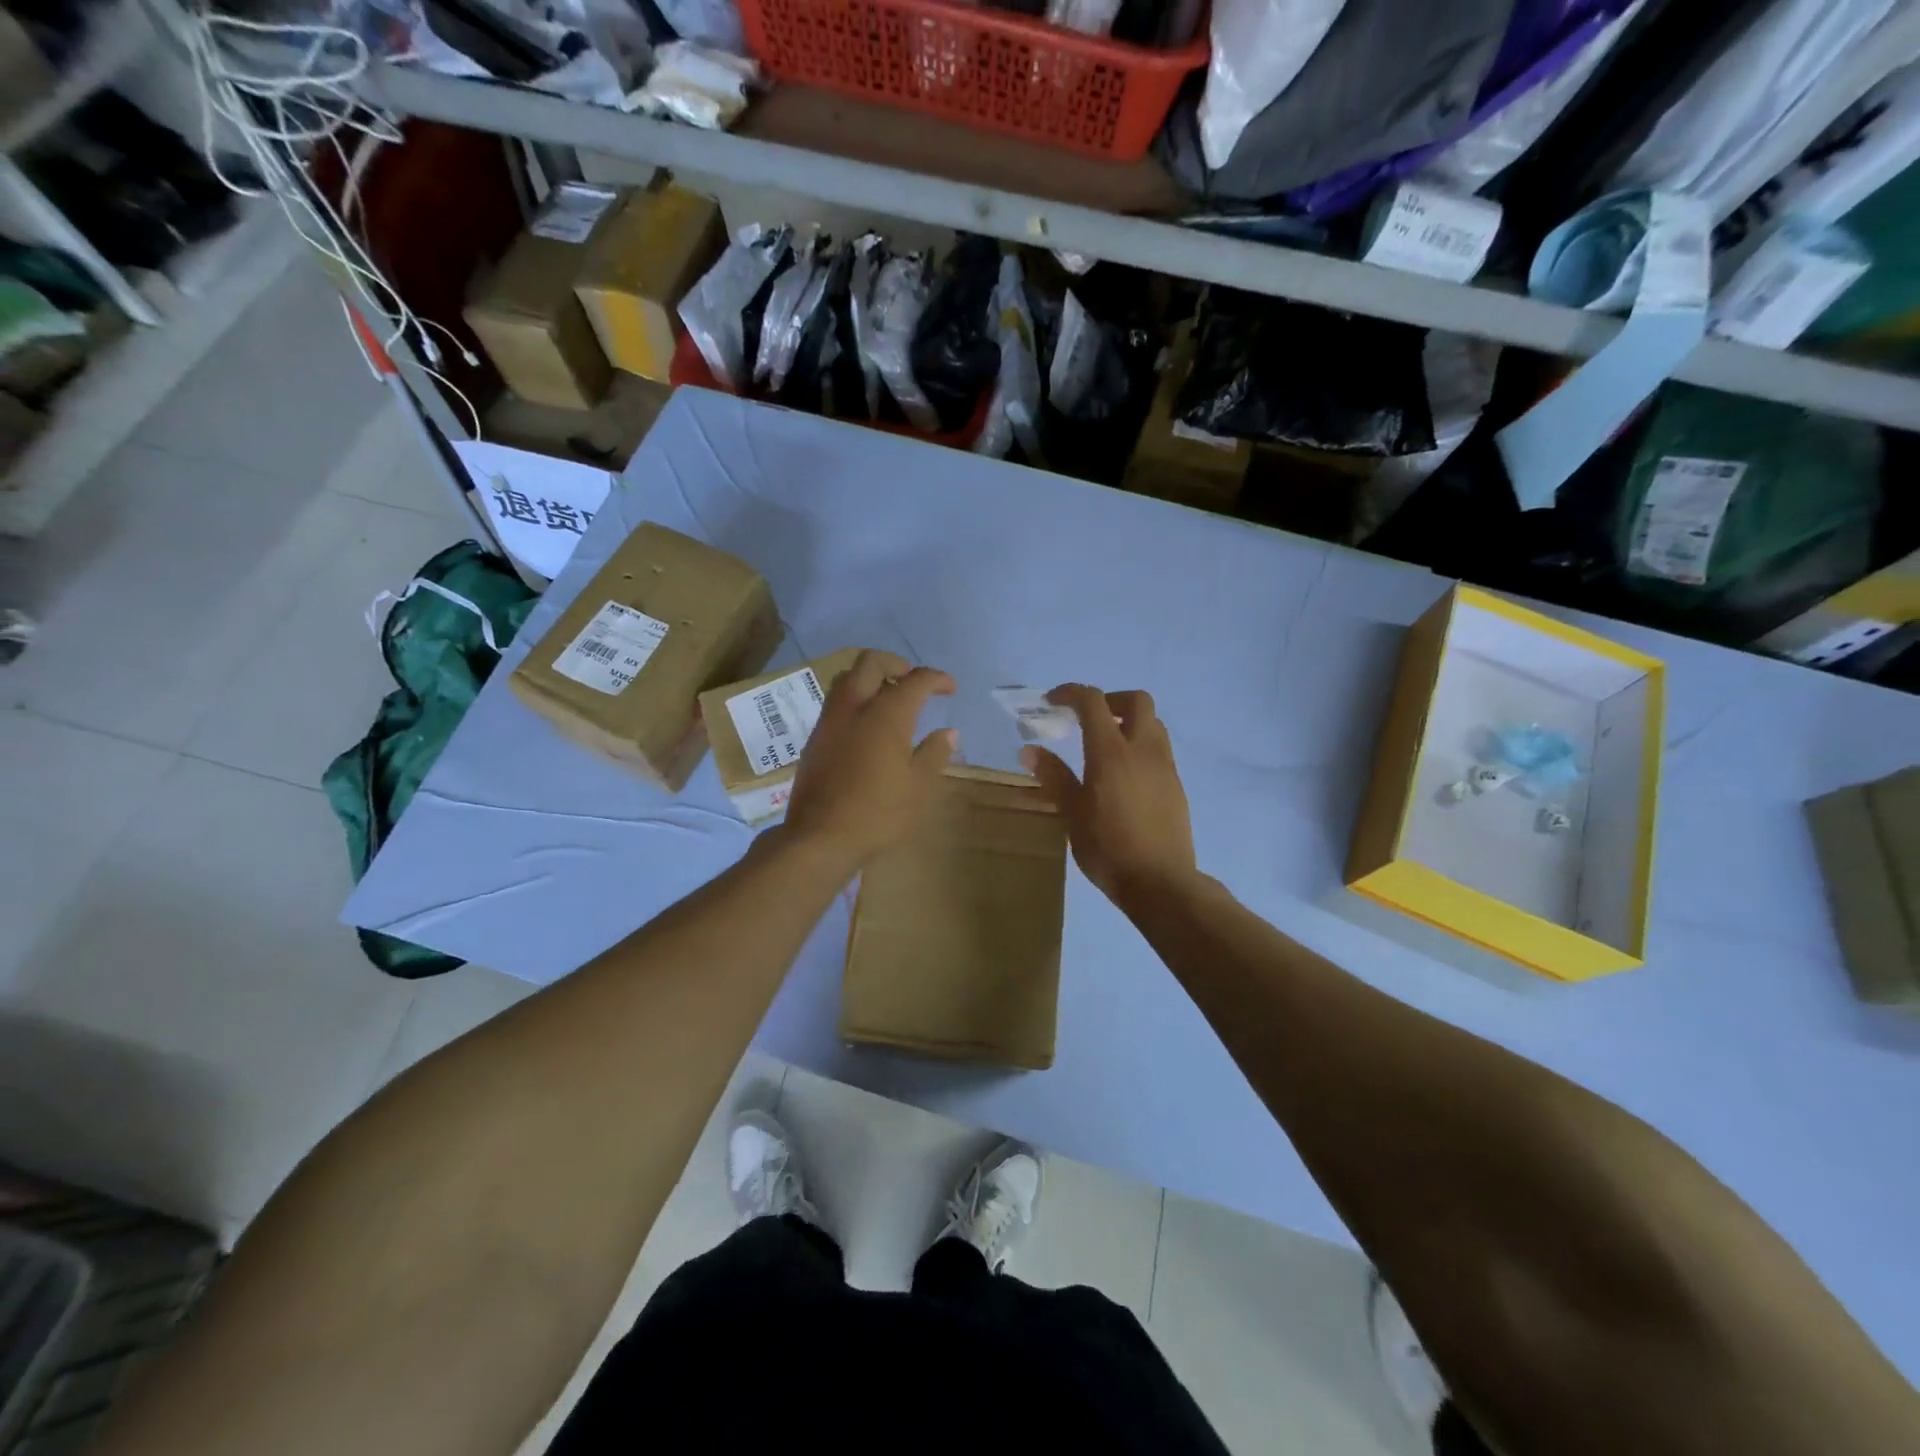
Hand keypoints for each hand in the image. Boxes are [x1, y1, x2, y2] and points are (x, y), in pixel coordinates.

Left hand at [783, 651, 956, 866]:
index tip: (949, 688)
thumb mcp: (918, 787)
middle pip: (871, 662)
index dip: (936, 679)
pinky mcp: (814, 739)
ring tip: (888, 698)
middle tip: (913, 680)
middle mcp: (854, 708)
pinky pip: (835, 703)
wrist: (819, 837)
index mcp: (886, 715)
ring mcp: (829, 722)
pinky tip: (865, 725)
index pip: (915, 680)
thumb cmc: (878, 813)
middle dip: (896, 663)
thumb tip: (949, 732)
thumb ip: (935, 753)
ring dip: (870, 678)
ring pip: (847, 679)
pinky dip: (855, 699)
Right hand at [1022, 685, 1196, 909]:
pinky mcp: (1176, 785)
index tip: (1052, 701)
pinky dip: (1140, 746)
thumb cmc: (1108, 848)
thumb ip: (1054, 777)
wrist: (1160, 882)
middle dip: (1110, 700)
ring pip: (1153, 723)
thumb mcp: (1072, 813)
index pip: (1093, 702)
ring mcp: (1165, 766)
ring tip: (1106, 745)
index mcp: (1112, 752)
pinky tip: (1124, 776)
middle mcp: (1143, 750)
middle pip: (1136, 700)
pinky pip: (1160, 749)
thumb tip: (1030, 750)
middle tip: (1088, 718)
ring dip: (1129, 721)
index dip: (1070, 693)